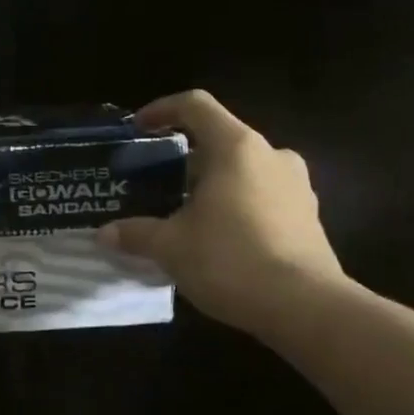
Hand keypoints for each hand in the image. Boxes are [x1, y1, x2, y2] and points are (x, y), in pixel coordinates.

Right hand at [98, 90, 347, 338]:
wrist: (306, 308)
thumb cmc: (231, 260)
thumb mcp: (171, 247)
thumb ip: (136, 233)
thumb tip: (105, 234)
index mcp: (236, 148)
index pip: (195, 106)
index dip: (162, 109)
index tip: (138, 128)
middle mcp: (271, 156)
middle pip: (220, 140)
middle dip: (185, 159)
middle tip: (156, 184)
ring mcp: (297, 186)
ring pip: (244, 170)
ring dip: (213, 184)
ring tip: (184, 213)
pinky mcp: (308, 217)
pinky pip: (263, 197)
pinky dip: (236, 206)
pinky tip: (217, 238)